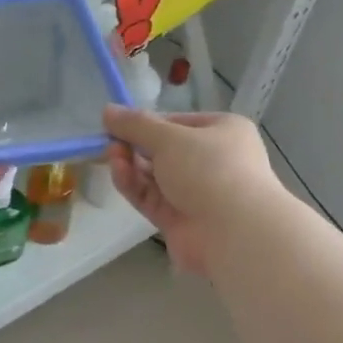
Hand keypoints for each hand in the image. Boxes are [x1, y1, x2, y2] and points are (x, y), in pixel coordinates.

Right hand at [104, 105, 280, 276]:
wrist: (234, 232)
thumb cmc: (210, 169)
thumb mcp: (170, 138)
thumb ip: (136, 125)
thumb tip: (108, 110)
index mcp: (222, 132)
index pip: (178, 123)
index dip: (147, 123)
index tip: (118, 124)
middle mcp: (211, 161)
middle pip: (164, 151)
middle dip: (135, 146)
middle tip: (110, 141)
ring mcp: (195, 193)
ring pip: (155, 176)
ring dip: (132, 165)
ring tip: (111, 155)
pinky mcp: (178, 220)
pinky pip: (151, 198)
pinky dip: (134, 185)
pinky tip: (118, 172)